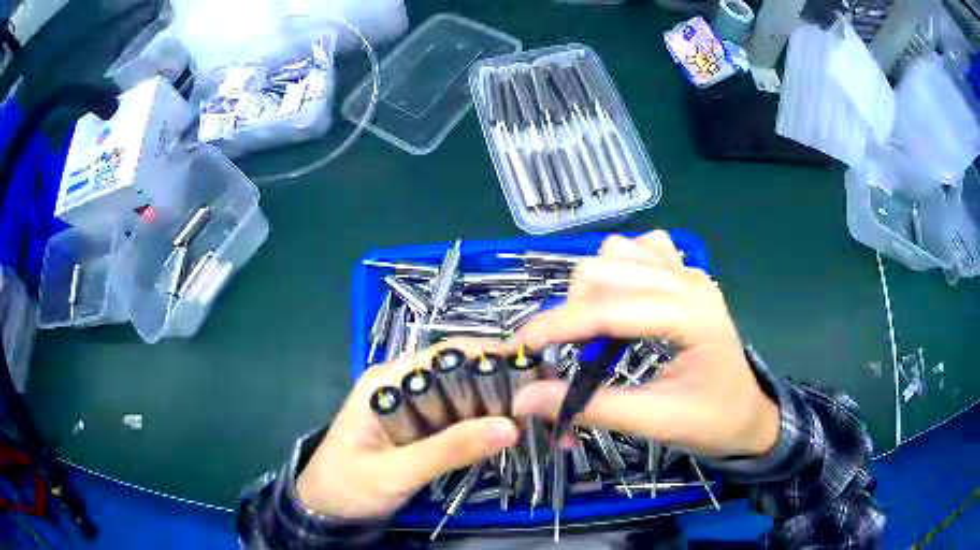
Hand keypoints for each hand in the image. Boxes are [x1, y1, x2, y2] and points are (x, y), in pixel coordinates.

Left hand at [297, 339, 518, 520]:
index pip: (444, 355)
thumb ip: (448, 450)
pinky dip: (475, 424)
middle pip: (455, 373)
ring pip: (457, 397)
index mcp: (386, 381)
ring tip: (529, 414)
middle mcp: (399, 385)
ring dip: (488, 405)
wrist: (325, 510)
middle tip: (537, 399)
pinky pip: (452, 419)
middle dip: (494, 383)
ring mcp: (408, 408)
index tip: (531, 369)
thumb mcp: (397, 471)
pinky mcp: (415, 429)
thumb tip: (509, 427)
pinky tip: (499, 433)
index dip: (487, 357)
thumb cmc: (349, 486)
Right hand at [512, 231, 778, 457]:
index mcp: (689, 315)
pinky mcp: (684, 275)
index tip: (515, 348)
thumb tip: (523, 399)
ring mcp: (687, 272)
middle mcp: (687, 280)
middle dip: (571, 310)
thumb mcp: (654, 422)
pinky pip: (639, 250)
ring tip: (594, 329)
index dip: (554, 326)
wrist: (747, 415)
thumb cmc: (710, 421)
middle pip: (605, 269)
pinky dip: (617, 270)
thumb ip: (589, 408)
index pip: (607, 310)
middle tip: (565, 353)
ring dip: (592, 287)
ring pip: (617, 252)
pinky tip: (623, 299)